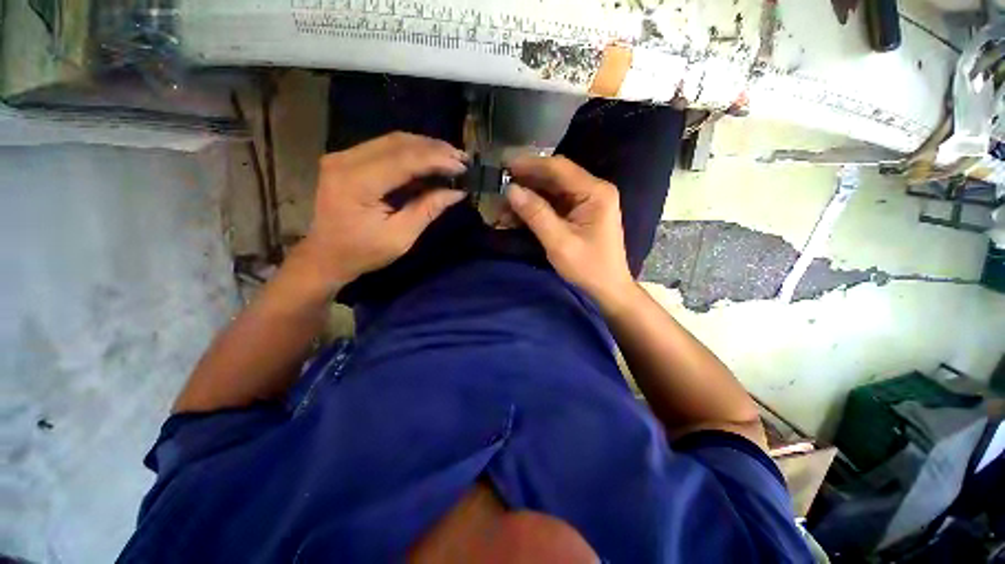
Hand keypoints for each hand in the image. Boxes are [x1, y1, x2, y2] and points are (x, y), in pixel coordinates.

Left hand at [301, 132, 467, 290]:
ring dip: (425, 147)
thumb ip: (428, 209)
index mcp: (356, 183)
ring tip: (451, 158)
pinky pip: (385, 147)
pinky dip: (411, 152)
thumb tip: (458, 192)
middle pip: (398, 143)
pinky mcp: (347, 159)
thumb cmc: (363, 252)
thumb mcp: (401, 237)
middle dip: (435, 149)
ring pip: (393, 141)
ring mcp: (343, 156)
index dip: (437, 160)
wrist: (326, 255)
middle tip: (462, 159)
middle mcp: (345, 160)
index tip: (463, 166)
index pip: (404, 160)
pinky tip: (430, 160)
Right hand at [505, 156, 634, 304]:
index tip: (503, 165)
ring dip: (527, 198)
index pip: (559, 168)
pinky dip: (535, 209)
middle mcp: (593, 190)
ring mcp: (586, 202)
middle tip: (499, 187)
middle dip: (526, 182)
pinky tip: (516, 216)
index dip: (530, 164)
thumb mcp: (559, 242)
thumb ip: (536, 214)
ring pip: (551, 191)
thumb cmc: (588, 268)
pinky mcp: (579, 214)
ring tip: (503, 207)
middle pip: (554, 177)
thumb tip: (511, 190)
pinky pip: (553, 205)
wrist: (607, 289)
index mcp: (595, 192)